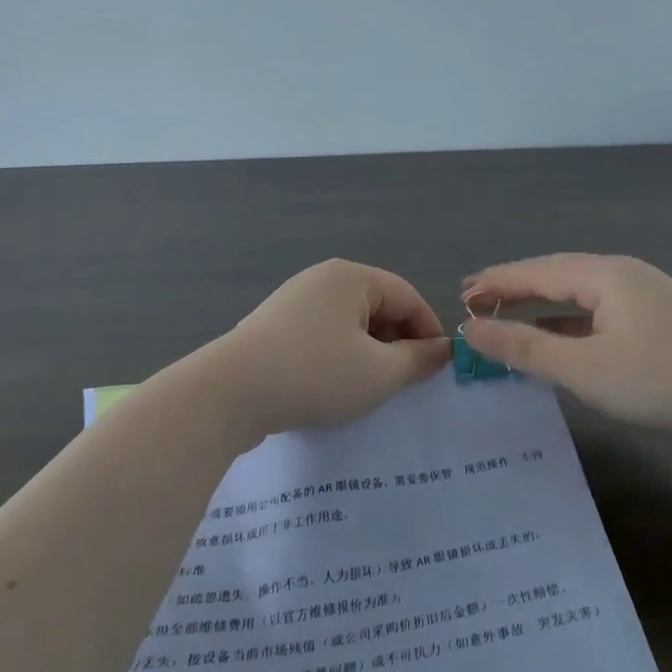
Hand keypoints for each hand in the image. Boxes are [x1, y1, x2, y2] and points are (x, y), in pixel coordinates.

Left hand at [205, 260, 451, 438]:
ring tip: (369, 388)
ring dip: (368, 354)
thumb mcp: (380, 373)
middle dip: (397, 344)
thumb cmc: (316, 375)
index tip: (437, 370)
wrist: (230, 394)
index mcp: (352, 277)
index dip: (429, 333)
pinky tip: (332, 387)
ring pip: (350, 325)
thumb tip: (442, 351)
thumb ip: (418, 360)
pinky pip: (322, 336)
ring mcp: (294, 301)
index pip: (408, 298)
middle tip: (404, 383)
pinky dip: (338, 358)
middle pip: (378, 307)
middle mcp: (323, 279)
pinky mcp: (274, 327)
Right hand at [459, 254, 671, 440]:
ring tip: (503, 319)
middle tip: (472, 305)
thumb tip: (469, 330)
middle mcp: (622, 276)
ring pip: (577, 297)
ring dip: (539, 308)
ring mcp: (643, 298)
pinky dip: (567, 325)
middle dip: (513, 290)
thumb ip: (525, 347)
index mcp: (603, 275)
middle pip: (555, 276)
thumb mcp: (585, 368)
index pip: (535, 271)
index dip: (494, 283)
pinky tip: (555, 341)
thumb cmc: (664, 380)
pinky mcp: (656, 323)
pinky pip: (597, 315)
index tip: (458, 295)